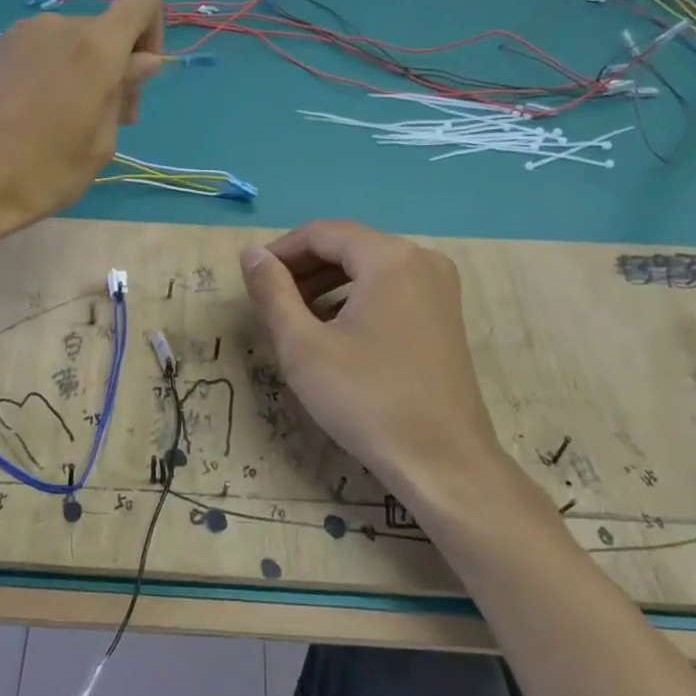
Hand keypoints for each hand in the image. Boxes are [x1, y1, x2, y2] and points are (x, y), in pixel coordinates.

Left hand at [0, 0, 163, 236]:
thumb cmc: (43, 173)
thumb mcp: (100, 143)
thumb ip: (124, 91)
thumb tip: (142, 61)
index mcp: (94, 47)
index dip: (153, 30)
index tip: (140, 76)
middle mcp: (56, 27)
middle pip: (103, 29)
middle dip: (116, 66)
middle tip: (108, 120)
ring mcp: (17, 36)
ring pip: (68, 42)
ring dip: (81, 71)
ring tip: (66, 123)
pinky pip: (35, 53)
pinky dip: (48, 74)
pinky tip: (30, 118)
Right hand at [240, 220, 527, 512]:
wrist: (442, 463)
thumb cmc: (367, 399)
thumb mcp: (304, 345)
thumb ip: (273, 292)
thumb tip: (251, 253)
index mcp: (390, 257)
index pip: (323, 233)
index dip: (281, 251)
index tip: (252, 278)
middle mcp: (421, 260)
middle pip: (349, 247)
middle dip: (304, 267)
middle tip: (269, 299)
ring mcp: (439, 289)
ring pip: (370, 269)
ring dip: (327, 284)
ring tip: (295, 316)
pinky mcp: (445, 316)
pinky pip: (391, 289)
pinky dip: (356, 299)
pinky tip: (333, 331)